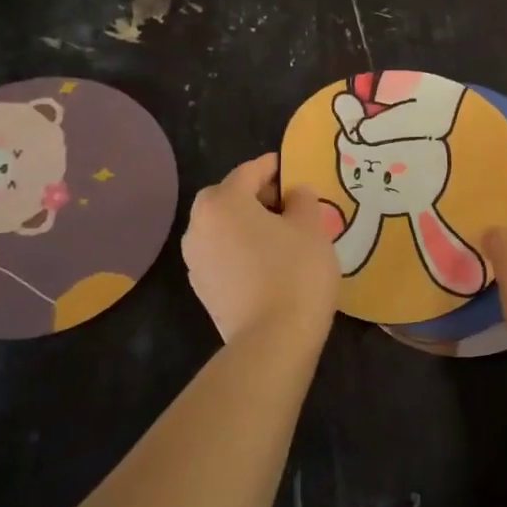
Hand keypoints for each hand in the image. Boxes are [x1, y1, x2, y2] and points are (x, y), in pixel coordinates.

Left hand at [181, 153, 338, 341]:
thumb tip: (294, 193)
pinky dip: (243, 250)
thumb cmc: (295, 271)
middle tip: (291, 204)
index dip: (275, 167)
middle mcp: (198, 226)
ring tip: (283, 235)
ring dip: (249, 225)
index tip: (296, 170)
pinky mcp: (203, 288)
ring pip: (224, 228)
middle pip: (229, 198)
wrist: (273, 339)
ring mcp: (196, 260)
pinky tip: (271, 263)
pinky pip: (224, 255)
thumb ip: (302, 199)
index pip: (250, 171)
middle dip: (258, 196)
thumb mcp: (311, 226)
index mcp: (222, 202)